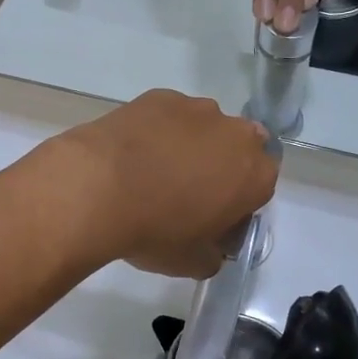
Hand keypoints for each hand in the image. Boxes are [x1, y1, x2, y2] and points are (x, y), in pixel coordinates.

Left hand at [49, 90, 278, 278]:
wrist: (98, 187)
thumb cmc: (155, 230)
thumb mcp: (193, 262)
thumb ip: (213, 254)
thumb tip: (210, 248)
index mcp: (255, 175)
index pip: (259, 188)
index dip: (237, 205)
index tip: (212, 220)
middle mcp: (236, 133)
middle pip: (236, 151)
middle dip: (218, 168)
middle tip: (184, 194)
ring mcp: (197, 108)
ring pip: (203, 129)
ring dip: (189, 146)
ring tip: (152, 171)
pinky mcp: (161, 96)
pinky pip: (168, 116)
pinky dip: (158, 131)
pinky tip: (133, 152)